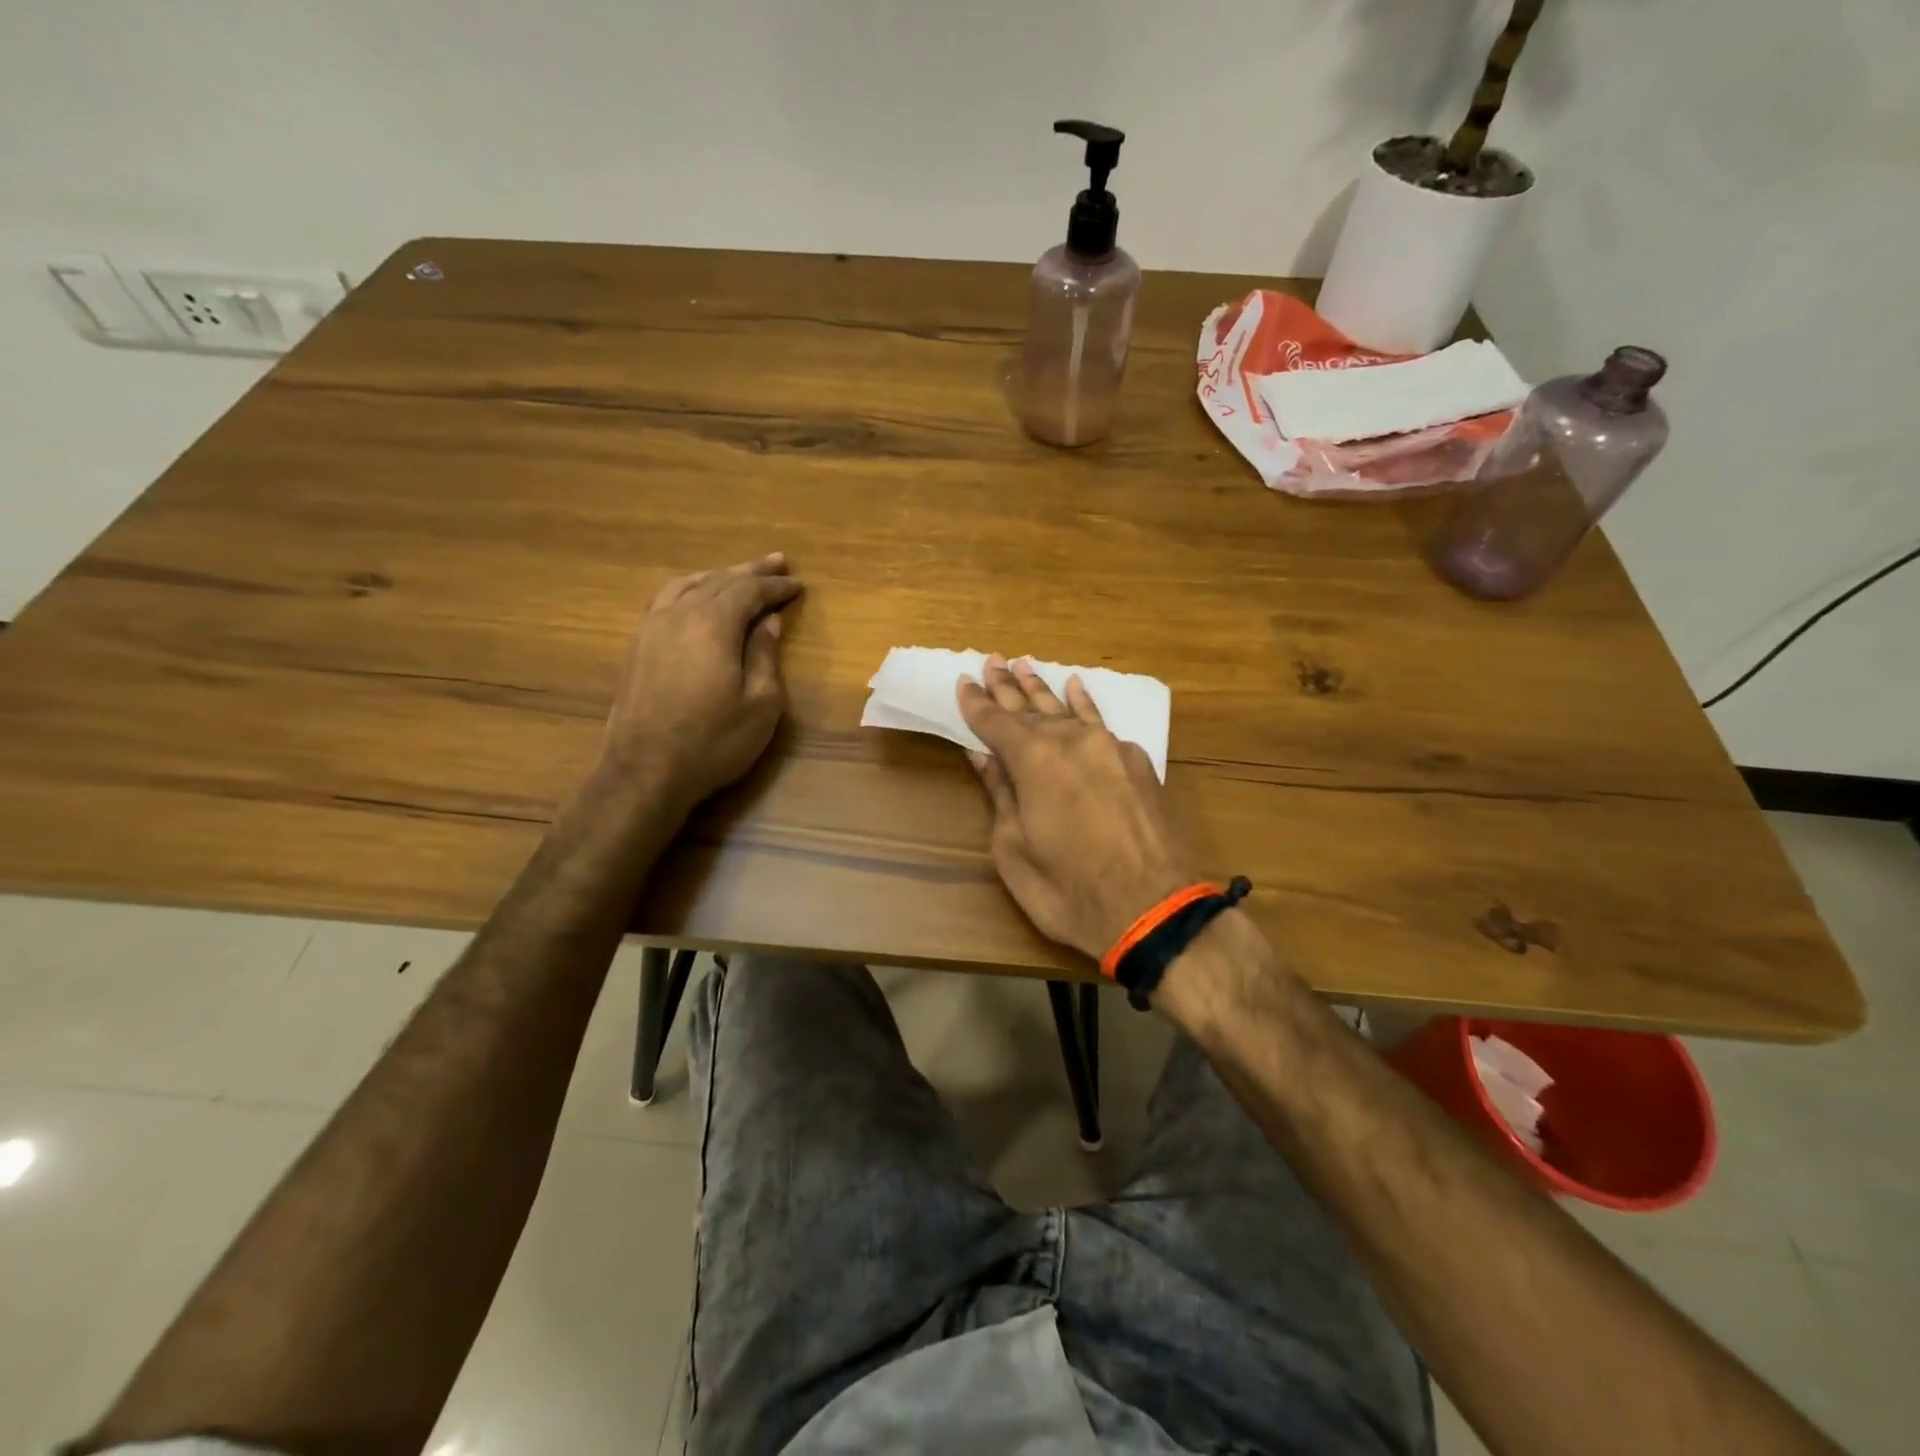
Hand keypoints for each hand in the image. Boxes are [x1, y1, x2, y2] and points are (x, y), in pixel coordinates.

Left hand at [602, 554, 803, 809]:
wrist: (644, 771)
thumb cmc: (713, 741)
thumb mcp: (760, 704)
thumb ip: (765, 656)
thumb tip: (769, 622)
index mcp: (713, 624)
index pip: (749, 591)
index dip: (775, 586)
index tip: (797, 584)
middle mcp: (679, 614)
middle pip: (718, 580)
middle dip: (750, 572)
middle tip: (776, 562)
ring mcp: (651, 628)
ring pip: (687, 585)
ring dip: (718, 576)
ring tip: (738, 574)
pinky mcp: (636, 646)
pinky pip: (666, 600)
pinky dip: (689, 589)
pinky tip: (695, 598)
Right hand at [956, 656, 1197, 960]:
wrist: (1154, 909)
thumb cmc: (1069, 890)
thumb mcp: (1015, 850)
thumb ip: (1001, 794)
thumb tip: (984, 756)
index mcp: (1035, 760)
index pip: (996, 722)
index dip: (976, 704)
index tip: (963, 682)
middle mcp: (1072, 741)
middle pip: (1031, 708)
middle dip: (1007, 687)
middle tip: (991, 661)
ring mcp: (1109, 748)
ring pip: (1067, 709)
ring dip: (1043, 689)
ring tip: (1025, 665)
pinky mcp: (1137, 763)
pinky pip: (1101, 723)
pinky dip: (1085, 705)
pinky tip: (1077, 689)